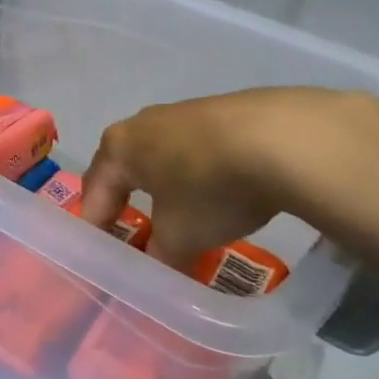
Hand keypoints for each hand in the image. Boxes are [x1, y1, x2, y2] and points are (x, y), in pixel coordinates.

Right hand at [80, 88, 378, 270]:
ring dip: (165, 188)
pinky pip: (197, 150)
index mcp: (119, 147)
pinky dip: (199, 174)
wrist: (285, 137)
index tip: (99, 258)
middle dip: (126, 204)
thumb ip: (159, 256)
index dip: (94, 229)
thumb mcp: (179, 237)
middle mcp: (143, 122)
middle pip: (125, 170)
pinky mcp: (222, 111)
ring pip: (162, 158)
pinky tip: (221, 192)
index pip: (93, 193)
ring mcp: (184, 112)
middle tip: (134, 238)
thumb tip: (156, 268)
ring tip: (180, 218)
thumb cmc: (210, 187)